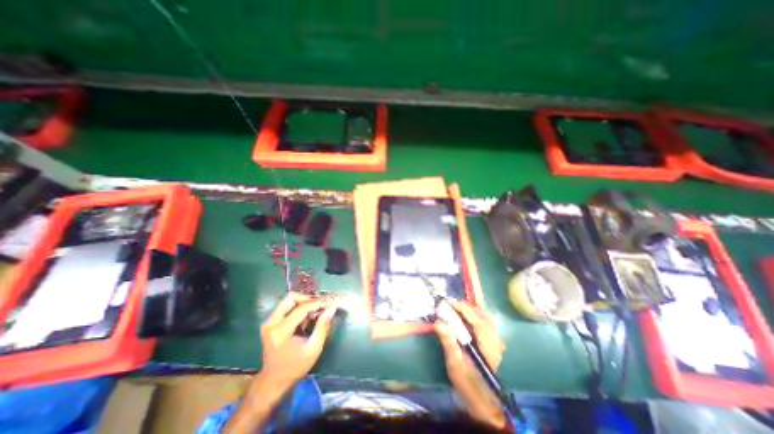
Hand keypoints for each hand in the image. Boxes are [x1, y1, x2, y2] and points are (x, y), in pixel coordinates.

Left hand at [260, 292, 335, 386]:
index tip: (330, 303)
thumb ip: (323, 326)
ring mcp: (268, 322)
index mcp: (281, 332)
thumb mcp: (313, 348)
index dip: (318, 303)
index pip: (301, 308)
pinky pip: (285, 306)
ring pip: (288, 300)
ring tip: (313, 313)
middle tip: (320, 306)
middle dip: (308, 299)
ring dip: (303, 302)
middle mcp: (271, 323)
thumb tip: (332, 308)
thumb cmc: (295, 367)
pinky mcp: (269, 322)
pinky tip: (305, 319)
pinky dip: (297, 308)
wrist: (273, 380)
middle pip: (291, 297)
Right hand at [434, 300, 509, 428]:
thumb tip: (439, 322)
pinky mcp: (493, 340)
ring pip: (484, 316)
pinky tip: (464, 317)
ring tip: (454, 308)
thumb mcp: (455, 363)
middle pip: (481, 314)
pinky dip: (473, 315)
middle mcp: (495, 339)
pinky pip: (484, 321)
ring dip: (469, 309)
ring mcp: (496, 339)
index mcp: (488, 344)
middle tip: (449, 305)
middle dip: (465, 306)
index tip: (447, 301)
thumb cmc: (466, 381)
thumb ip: (448, 341)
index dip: (461, 307)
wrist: (480, 397)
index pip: (476, 318)